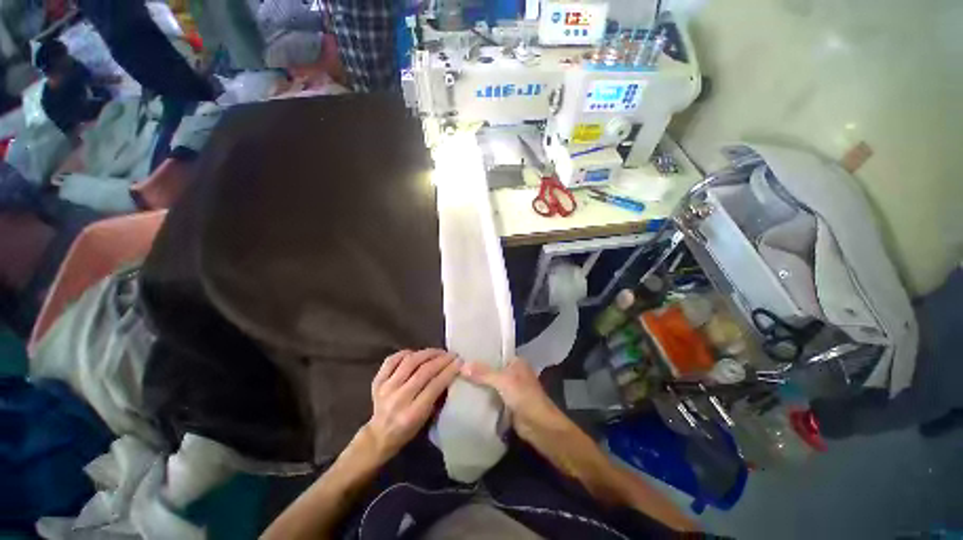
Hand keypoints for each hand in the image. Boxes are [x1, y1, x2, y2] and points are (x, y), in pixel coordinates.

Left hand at [363, 349, 460, 461]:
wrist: (378, 436)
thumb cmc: (407, 430)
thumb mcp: (426, 419)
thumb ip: (437, 396)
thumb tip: (450, 373)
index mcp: (412, 413)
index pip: (435, 385)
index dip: (449, 370)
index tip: (460, 362)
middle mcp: (398, 399)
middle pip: (424, 371)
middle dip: (441, 360)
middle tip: (452, 354)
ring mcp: (385, 388)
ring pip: (410, 362)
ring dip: (427, 353)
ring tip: (438, 352)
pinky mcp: (377, 381)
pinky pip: (392, 360)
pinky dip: (405, 353)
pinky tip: (416, 353)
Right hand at [460, 357, 570, 443]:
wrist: (539, 426)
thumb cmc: (524, 396)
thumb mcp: (503, 381)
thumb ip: (483, 373)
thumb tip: (461, 366)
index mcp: (516, 362)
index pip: (495, 354)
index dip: (480, 354)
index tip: (463, 354)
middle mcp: (513, 372)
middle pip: (491, 369)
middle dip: (477, 370)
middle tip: (456, 367)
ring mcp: (510, 388)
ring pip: (490, 383)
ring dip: (478, 383)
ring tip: (457, 378)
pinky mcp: (506, 403)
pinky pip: (491, 396)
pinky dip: (481, 396)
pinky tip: (466, 394)